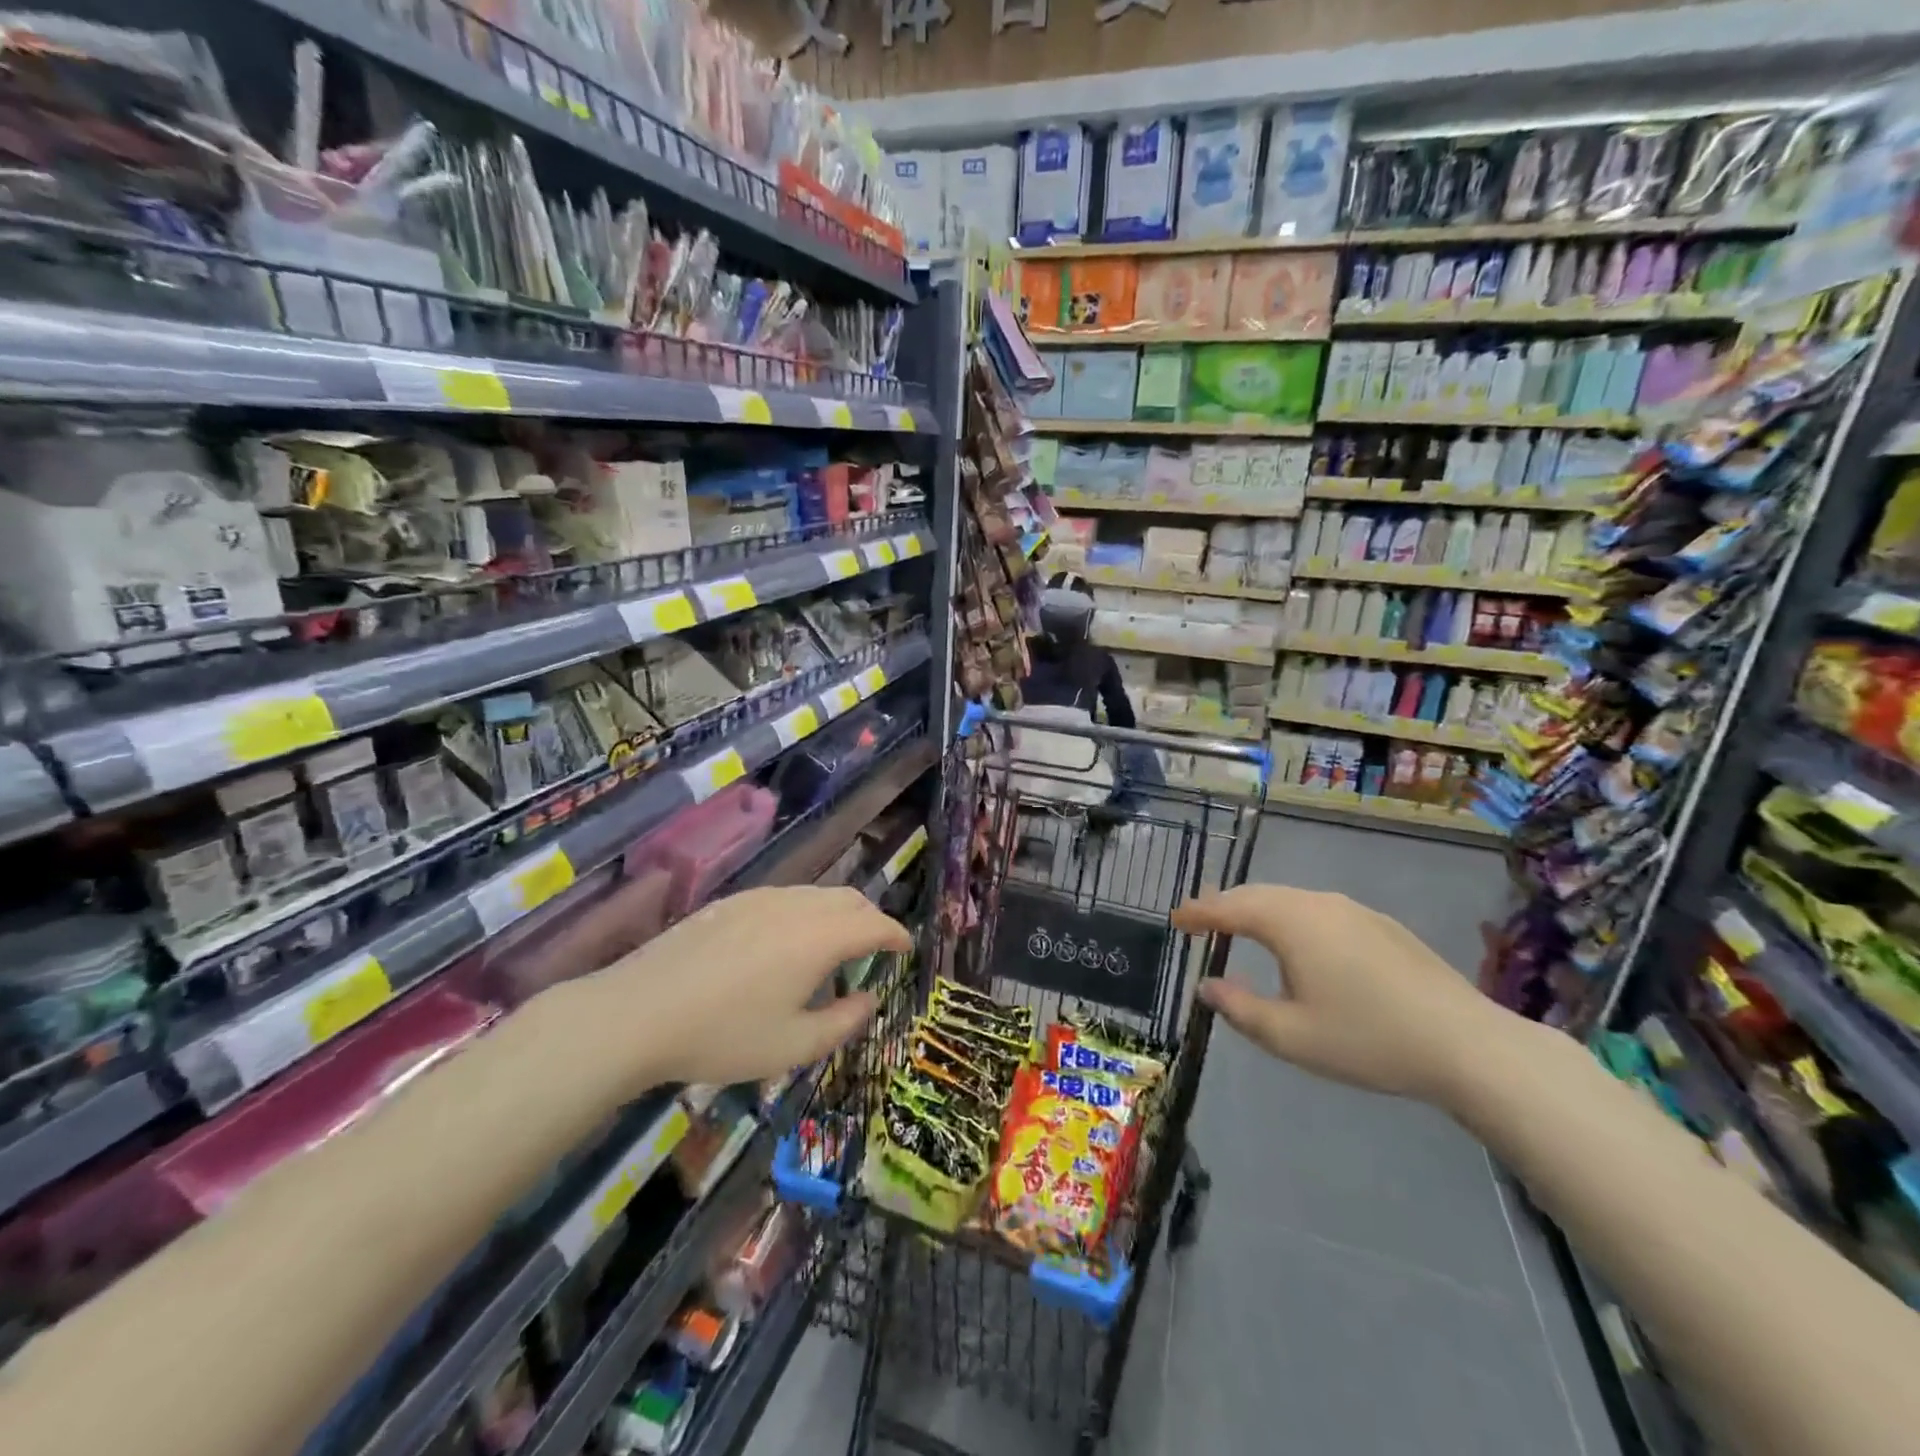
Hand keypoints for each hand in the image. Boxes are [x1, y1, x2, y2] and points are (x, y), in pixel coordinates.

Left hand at [559, 882, 908, 1091]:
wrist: (638, 1012)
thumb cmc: (723, 1035)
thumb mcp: (793, 1045)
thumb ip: (843, 1021)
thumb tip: (869, 997)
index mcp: (820, 937)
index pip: (875, 925)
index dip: (896, 935)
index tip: (907, 948)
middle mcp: (797, 906)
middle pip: (849, 900)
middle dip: (870, 920)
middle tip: (874, 950)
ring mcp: (761, 898)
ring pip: (816, 895)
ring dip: (837, 916)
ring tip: (829, 953)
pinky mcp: (732, 902)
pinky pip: (786, 898)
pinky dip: (805, 914)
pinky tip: (783, 947)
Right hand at [1173, 885, 1510, 1106]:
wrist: (1466, 1044)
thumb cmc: (1367, 1040)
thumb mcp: (1290, 1036)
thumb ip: (1240, 1008)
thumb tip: (1207, 985)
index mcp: (1290, 922)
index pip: (1229, 907)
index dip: (1198, 912)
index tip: (1175, 919)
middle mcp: (1318, 903)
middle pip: (1258, 895)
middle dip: (1225, 905)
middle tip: (1200, 919)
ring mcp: (1353, 910)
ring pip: (1291, 900)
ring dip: (1259, 910)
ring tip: (1240, 927)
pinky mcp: (1380, 925)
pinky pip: (1318, 910)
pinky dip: (1291, 917)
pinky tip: (1298, 943)